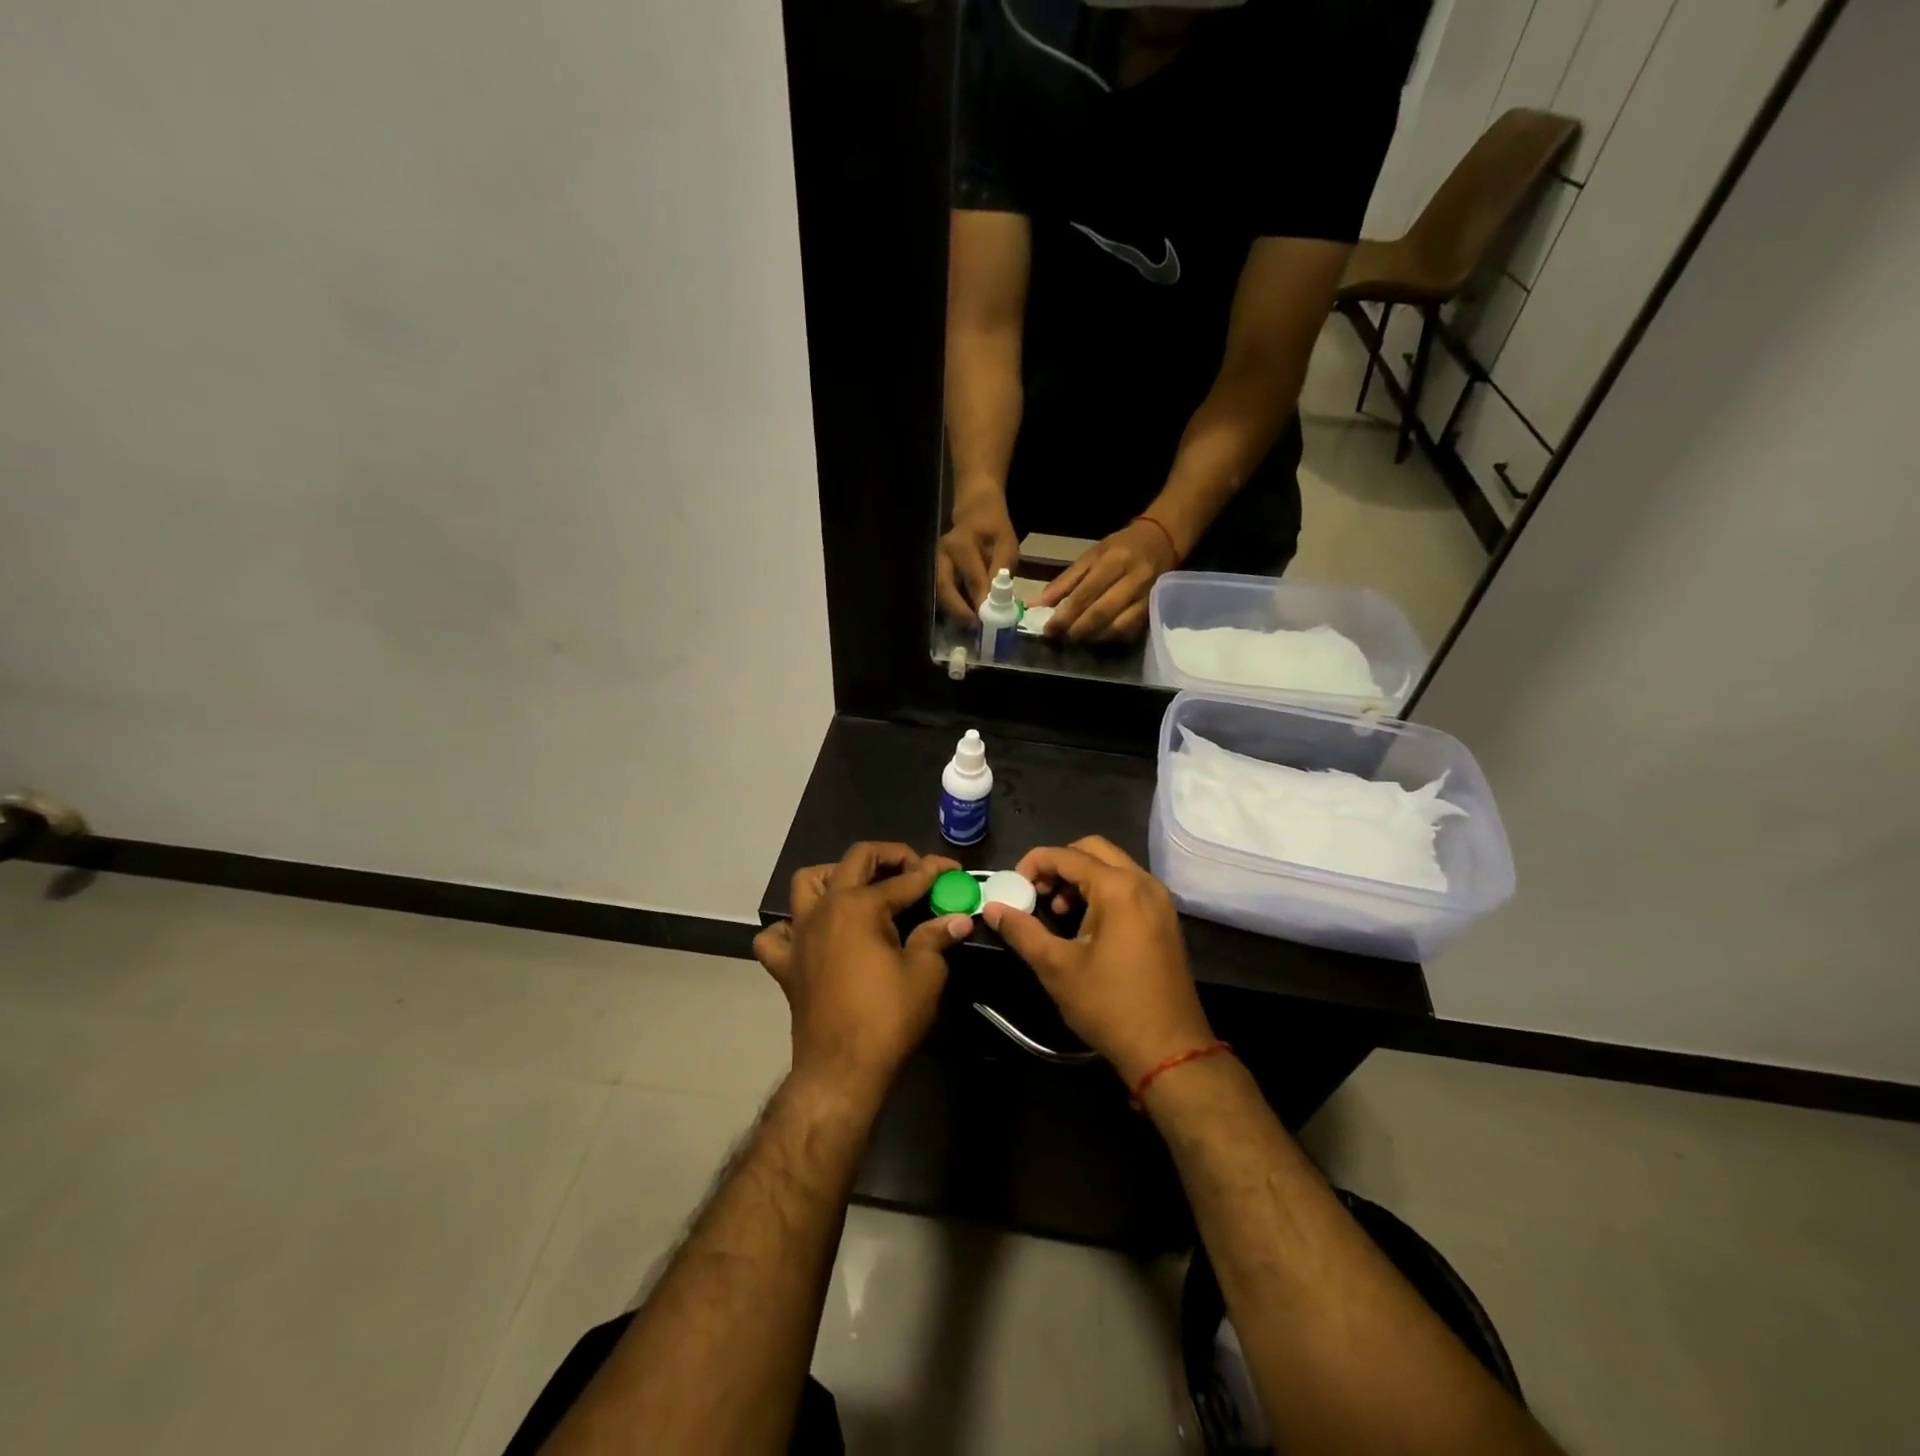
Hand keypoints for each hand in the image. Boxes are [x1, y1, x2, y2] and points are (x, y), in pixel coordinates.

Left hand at [753, 843, 973, 1088]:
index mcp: (860, 905)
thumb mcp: (925, 973)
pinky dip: (792, 927)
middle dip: (889, 856)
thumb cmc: (887, 1017)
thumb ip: (937, 936)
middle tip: (914, 870)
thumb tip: (958, 918)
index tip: (953, 871)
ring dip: (834, 876)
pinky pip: (778, 934)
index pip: (906, 879)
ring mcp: (800, 934)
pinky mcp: (786, 964)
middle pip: (855, 860)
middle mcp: (825, 908)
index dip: (934, 872)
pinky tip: (813, 935)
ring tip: (860, 890)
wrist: (841, 1069)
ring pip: (807, 883)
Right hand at [936, 487, 1018, 622]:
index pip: (972, 578)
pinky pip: (941, 592)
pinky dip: (951, 607)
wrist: (975, 511)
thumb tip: (999, 599)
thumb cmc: (993, 528)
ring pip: (939, 593)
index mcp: (961, 545)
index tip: (990, 620)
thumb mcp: (1006, 543)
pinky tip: (964, 617)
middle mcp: (942, 555)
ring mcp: (935, 563)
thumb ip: (1002, 569)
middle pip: (945, 588)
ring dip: (953, 612)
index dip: (981, 601)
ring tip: (970, 627)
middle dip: (959, 611)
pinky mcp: (935, 570)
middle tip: (975, 628)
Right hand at [981, 836, 1214, 1086]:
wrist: (1169, 1049)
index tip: (1013, 886)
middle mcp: (1143, 882)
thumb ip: (1022, 930)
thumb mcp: (1057, 967)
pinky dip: (1102, 890)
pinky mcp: (1165, 918)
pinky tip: (1084, 923)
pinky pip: (1128, 885)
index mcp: (1119, 887)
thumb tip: (992, 908)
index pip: (1067, 855)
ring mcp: (1159, 900)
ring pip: (1113, 866)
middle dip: (1059, 864)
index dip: (1034, 864)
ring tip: (1057, 910)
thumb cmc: (1109, 1004)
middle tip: (1036, 892)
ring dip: (1081, 877)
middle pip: (1093, 850)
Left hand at [1036, 519, 1178, 642]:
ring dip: (1092, 638)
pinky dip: (1109, 639)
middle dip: (1076, 630)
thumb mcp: (1090, 557)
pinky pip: (1129, 632)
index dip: (1065, 615)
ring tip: (1074, 639)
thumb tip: (1036, 605)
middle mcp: (1133, 580)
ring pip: (1116, 627)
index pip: (1085, 594)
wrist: (1161, 541)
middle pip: (1101, 613)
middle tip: (1059, 638)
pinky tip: (1095, 638)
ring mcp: (1146, 597)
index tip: (1048, 629)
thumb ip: (1063, 583)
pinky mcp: (1153, 611)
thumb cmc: (1119, 548)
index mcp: (1113, 561)